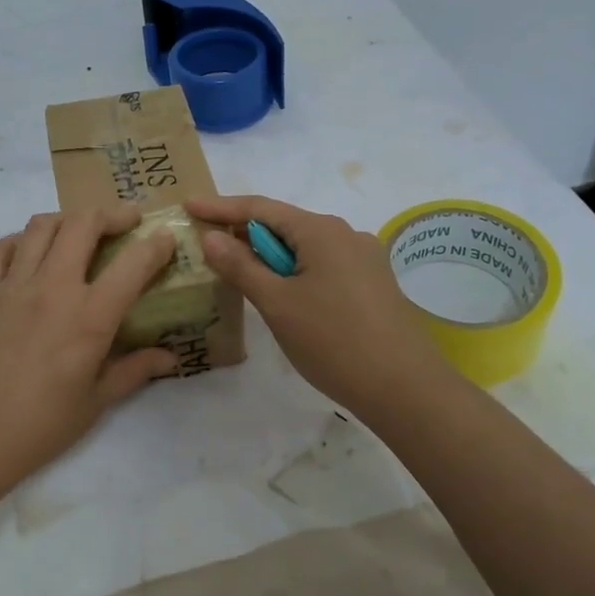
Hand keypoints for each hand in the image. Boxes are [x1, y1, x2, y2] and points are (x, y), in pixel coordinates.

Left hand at [0, 206, 178, 491]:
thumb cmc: (37, 429)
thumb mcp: (94, 404)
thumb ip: (133, 371)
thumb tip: (169, 357)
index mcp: (88, 318)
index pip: (133, 263)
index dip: (156, 245)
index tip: (166, 240)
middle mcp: (52, 288)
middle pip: (84, 224)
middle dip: (112, 214)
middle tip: (128, 221)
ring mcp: (12, 286)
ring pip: (42, 226)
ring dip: (69, 220)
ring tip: (82, 232)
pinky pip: (1, 248)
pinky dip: (21, 240)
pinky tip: (31, 254)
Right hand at [186, 195, 456, 418]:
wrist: (406, 389)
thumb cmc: (334, 342)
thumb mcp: (277, 304)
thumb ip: (241, 266)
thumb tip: (212, 236)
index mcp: (321, 231)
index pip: (260, 208)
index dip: (221, 207)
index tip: (188, 206)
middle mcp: (346, 234)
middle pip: (284, 224)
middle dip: (244, 233)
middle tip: (207, 243)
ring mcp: (364, 259)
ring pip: (305, 248)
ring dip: (269, 256)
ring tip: (239, 272)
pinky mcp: (373, 284)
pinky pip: (323, 265)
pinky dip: (294, 272)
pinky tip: (282, 294)